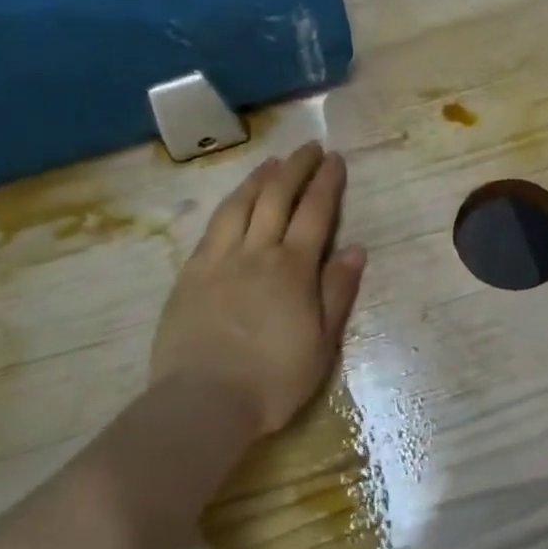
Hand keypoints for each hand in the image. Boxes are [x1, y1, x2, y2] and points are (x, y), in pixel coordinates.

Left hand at [150, 142, 366, 435]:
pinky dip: (229, 203)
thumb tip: (356, 248)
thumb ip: (337, 292)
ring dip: (260, 178)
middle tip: (309, 147)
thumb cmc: (272, 380)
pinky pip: (213, 226)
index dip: (326, 182)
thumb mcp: (321, 344)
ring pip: (241, 204)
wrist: (202, 401)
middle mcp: (257, 252)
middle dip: (296, 168)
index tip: (334, 158)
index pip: (315, 212)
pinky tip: (234, 199)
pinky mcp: (191, 272)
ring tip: (273, 162)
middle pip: (277, 197)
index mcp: (293, 269)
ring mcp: (220, 259)